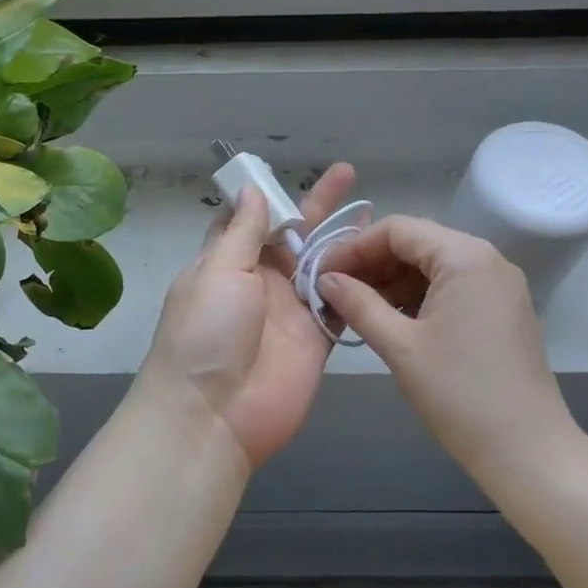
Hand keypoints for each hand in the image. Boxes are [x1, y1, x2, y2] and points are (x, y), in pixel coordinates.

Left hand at [135, 163, 356, 471]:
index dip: (269, 197)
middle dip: (317, 207)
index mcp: (227, 262)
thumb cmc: (206, 333)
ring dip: (343, 240)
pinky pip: (340, 304)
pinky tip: (381, 258)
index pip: (248, 220)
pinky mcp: (316, 339)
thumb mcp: (218, 271)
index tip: (291, 171)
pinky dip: (358, 283)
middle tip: (347, 174)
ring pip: (322, 267)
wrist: (214, 416)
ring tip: (372, 211)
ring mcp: (290, 311)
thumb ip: (242, 231)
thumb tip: (250, 188)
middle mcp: (260, 282)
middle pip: (293, 238)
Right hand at [316, 216, 576, 469]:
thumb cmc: (459, 394)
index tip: (322, 275)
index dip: (353, 247)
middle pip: (416, 242)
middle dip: (372, 263)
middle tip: (334, 292)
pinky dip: (417, 296)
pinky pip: (451, 286)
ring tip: (357, 309)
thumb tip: (324, 280)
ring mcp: (498, 285)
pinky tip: (392, 320)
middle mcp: (487, 259)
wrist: (527, 451)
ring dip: (392, 281)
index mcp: (465, 257)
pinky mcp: (502, 309)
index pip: (397, 230)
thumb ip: (358, 304)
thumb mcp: (399, 346)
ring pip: (432, 265)